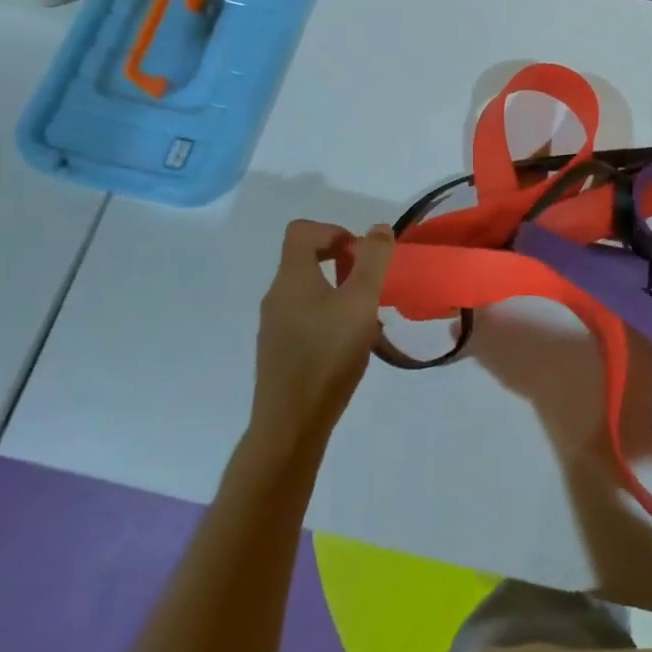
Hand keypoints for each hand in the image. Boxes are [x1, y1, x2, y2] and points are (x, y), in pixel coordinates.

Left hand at [249, 220, 395, 445]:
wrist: (291, 422)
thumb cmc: (328, 354)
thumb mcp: (360, 302)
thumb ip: (372, 261)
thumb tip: (377, 229)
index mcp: (292, 278)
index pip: (302, 230)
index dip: (334, 230)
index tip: (361, 254)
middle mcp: (277, 296)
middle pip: (304, 259)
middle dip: (342, 262)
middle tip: (370, 284)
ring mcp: (274, 325)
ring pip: (308, 290)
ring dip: (339, 291)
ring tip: (366, 317)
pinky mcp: (279, 351)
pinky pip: (305, 317)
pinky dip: (329, 317)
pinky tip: (350, 344)